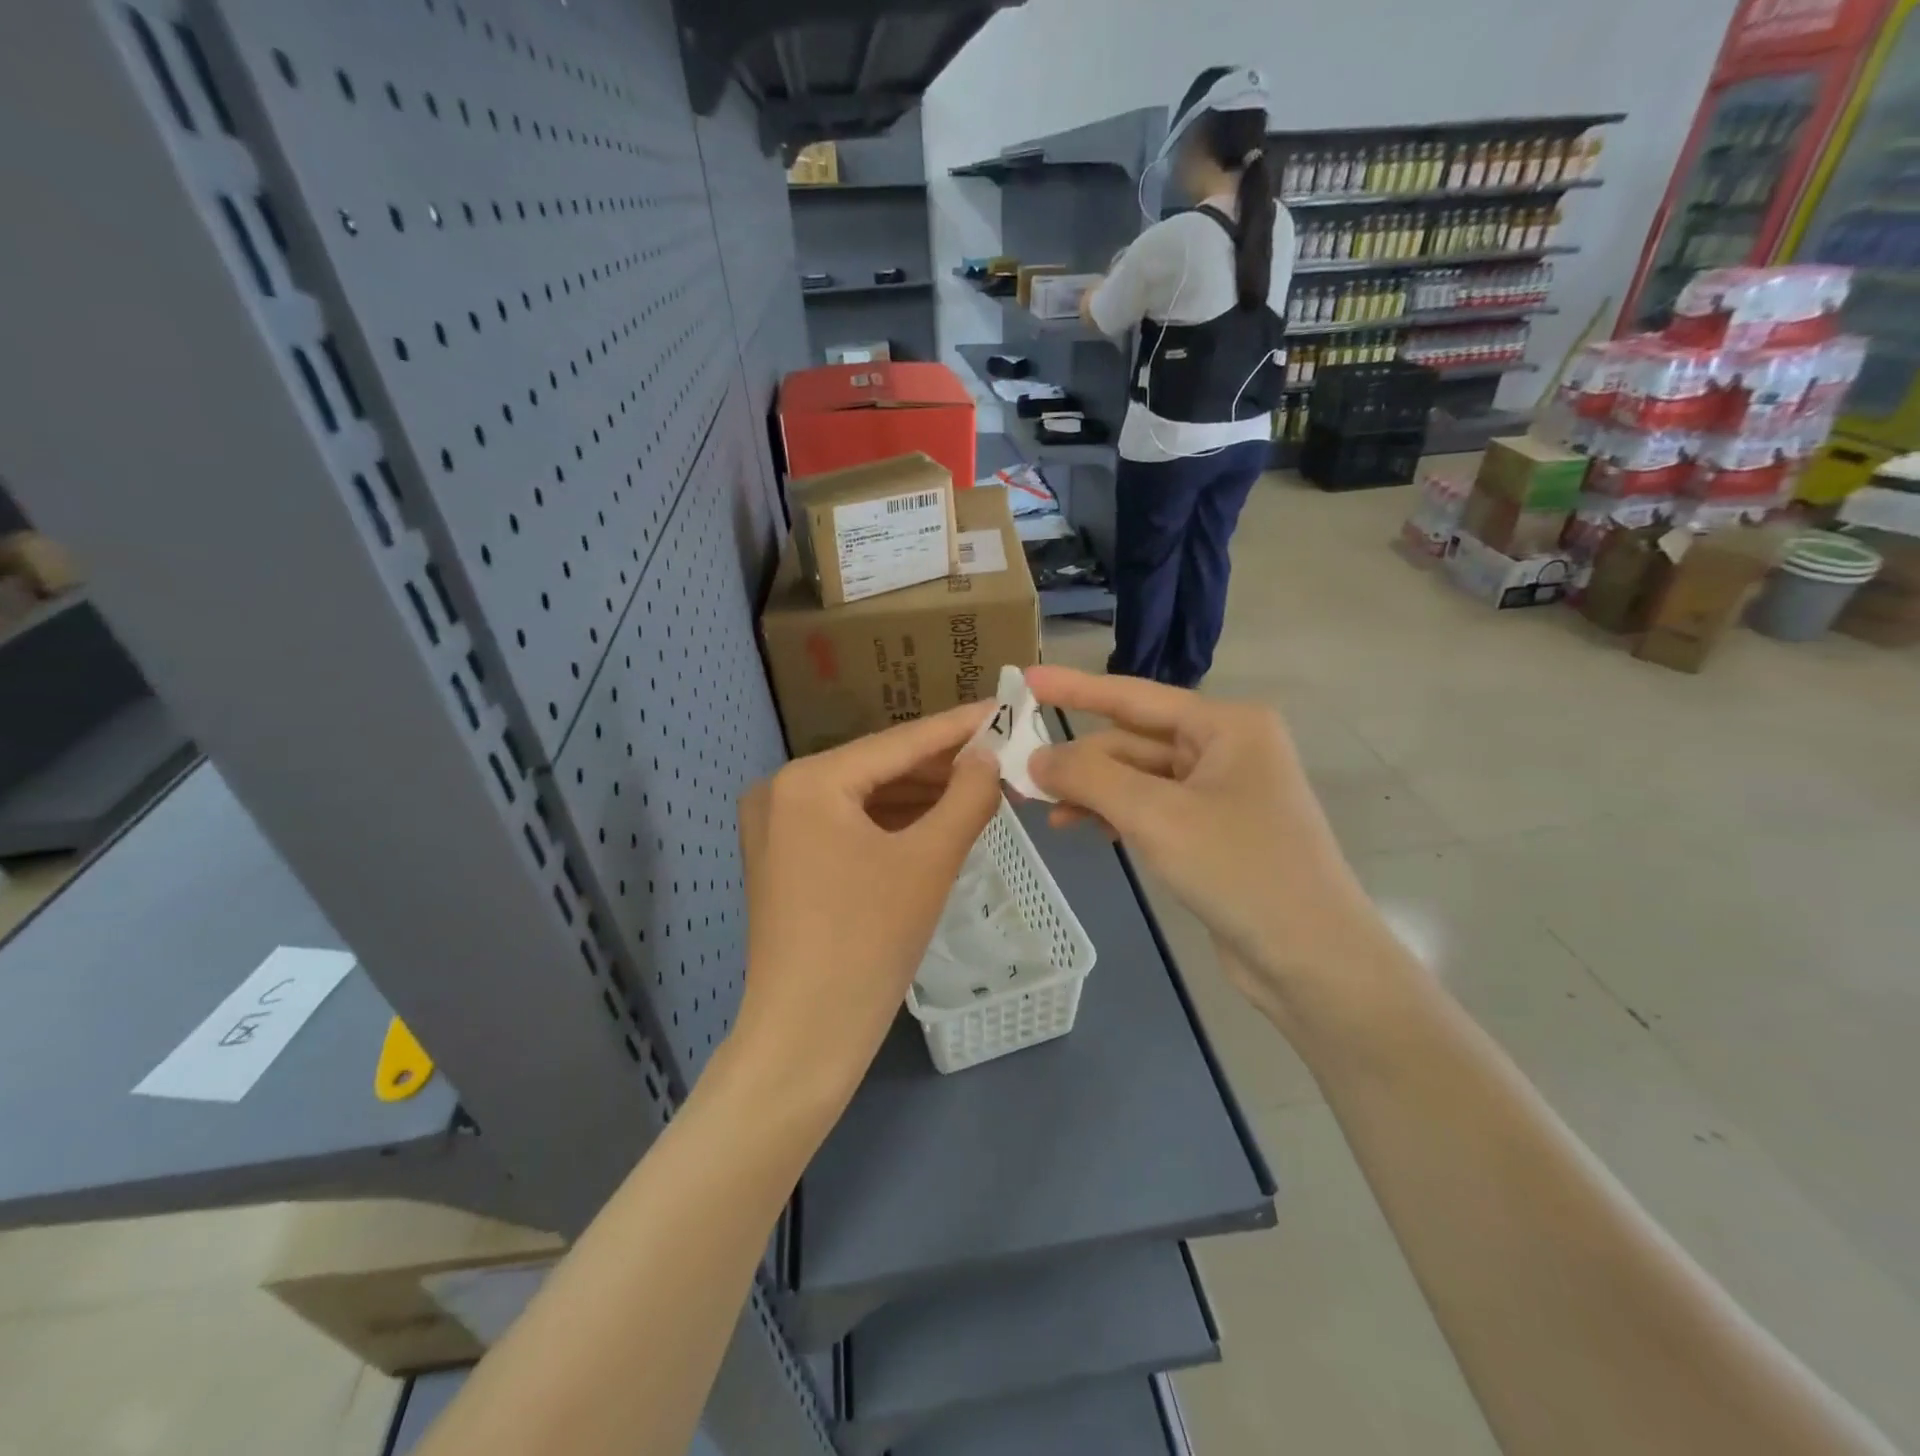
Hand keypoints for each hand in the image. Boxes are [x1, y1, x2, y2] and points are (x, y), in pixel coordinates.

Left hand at [731, 705, 1002, 1105]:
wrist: (806, 1036)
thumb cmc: (869, 942)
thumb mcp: (930, 861)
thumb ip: (967, 796)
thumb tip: (988, 756)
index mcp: (808, 781)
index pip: (898, 743)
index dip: (957, 727)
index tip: (1002, 707)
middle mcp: (781, 791)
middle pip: (878, 768)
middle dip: (941, 766)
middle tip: (1000, 755)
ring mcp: (776, 827)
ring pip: (864, 798)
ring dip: (920, 795)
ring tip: (980, 786)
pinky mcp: (783, 859)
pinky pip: (847, 825)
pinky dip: (892, 823)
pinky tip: (937, 819)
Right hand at [1024, 667, 1394, 1018]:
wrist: (1313, 959)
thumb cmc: (1240, 870)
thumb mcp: (1156, 816)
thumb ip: (1090, 777)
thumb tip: (1035, 757)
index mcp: (1226, 725)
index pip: (1134, 696)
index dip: (1074, 688)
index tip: (1025, 679)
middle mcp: (1226, 748)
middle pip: (1133, 741)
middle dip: (1080, 759)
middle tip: (1020, 776)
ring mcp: (1222, 792)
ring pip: (1139, 778)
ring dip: (1094, 791)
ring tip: (1047, 812)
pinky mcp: (1214, 831)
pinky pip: (1152, 808)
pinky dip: (1117, 815)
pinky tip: (1086, 828)